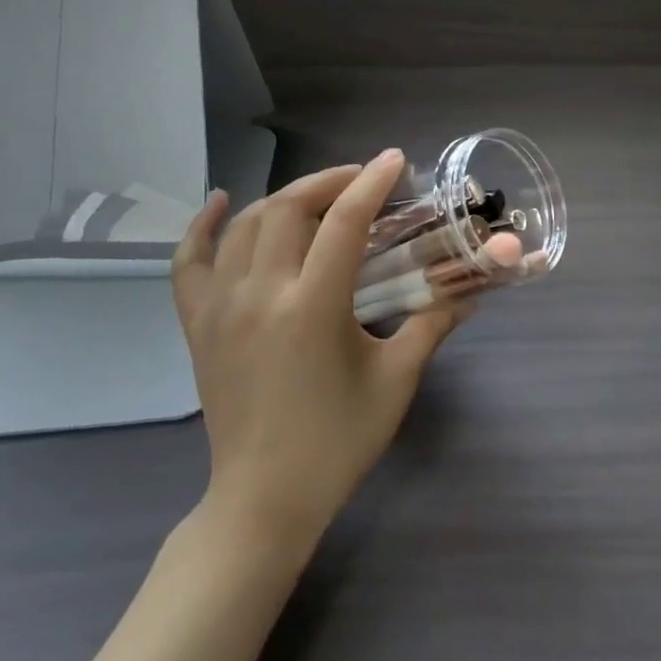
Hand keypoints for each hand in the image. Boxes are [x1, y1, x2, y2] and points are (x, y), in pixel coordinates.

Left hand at [172, 149, 467, 549]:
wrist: (264, 500)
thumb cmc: (338, 441)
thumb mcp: (396, 380)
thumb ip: (433, 323)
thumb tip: (471, 288)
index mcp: (311, 307)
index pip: (344, 222)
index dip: (372, 183)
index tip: (394, 160)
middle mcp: (259, 295)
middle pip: (289, 208)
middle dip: (329, 181)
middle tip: (363, 180)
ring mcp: (219, 308)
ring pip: (246, 225)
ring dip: (285, 198)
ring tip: (319, 197)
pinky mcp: (198, 325)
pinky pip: (189, 263)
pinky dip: (203, 227)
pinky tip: (221, 202)